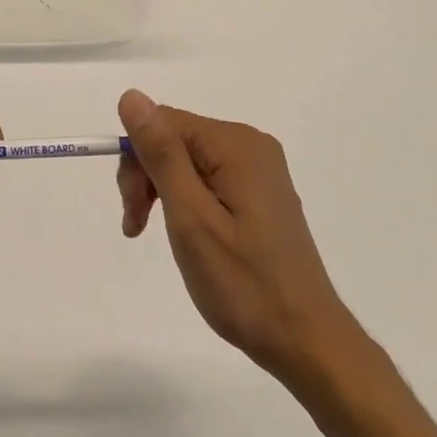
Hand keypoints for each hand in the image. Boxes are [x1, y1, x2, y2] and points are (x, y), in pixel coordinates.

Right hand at [118, 90, 356, 379]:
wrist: (305, 339)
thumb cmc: (243, 284)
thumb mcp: (191, 218)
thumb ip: (162, 154)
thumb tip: (131, 96)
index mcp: (236, 145)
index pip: (164, 123)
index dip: (136, 159)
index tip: (132, 210)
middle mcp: (251, 146)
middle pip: (176, 139)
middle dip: (147, 176)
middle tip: (138, 228)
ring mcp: (259, 170)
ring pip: (188, 160)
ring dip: (162, 191)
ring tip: (153, 235)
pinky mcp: (260, 194)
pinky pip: (209, 178)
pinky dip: (186, 201)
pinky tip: (186, 234)